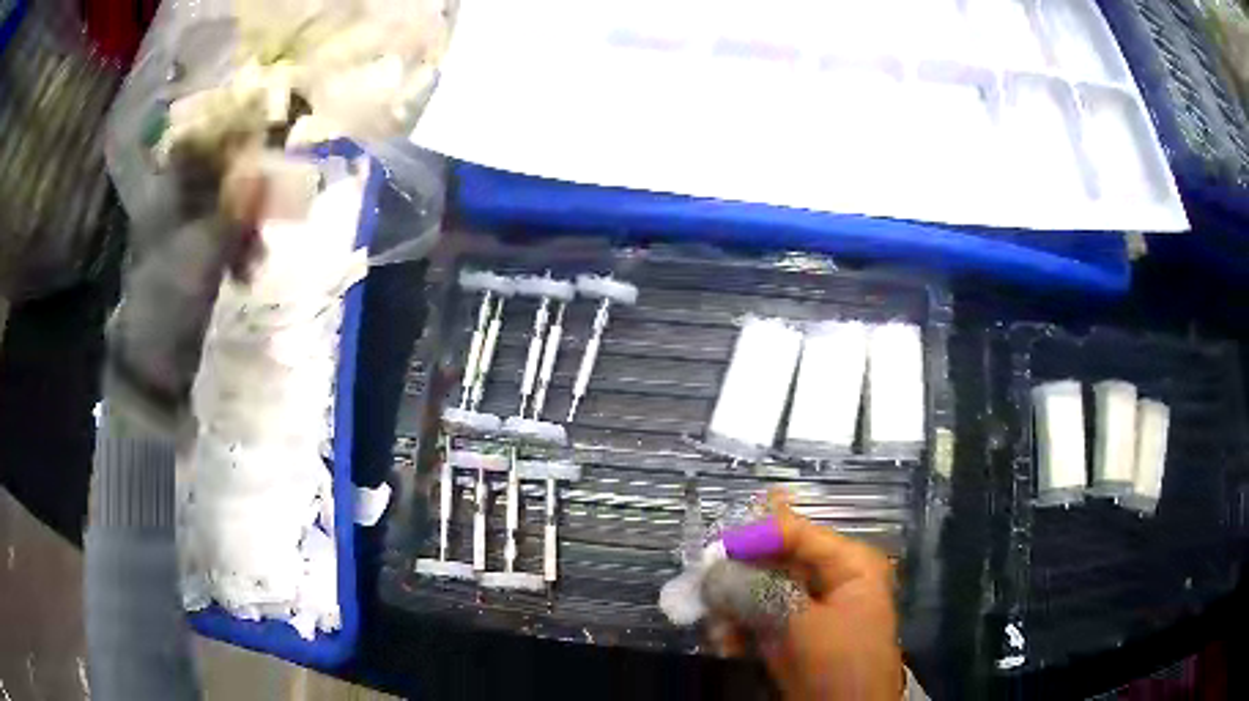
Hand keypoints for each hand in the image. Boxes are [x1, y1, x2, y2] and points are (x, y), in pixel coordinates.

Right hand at [707, 496, 903, 700]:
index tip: (713, 551)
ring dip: (734, 610)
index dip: (755, 537)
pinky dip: (740, 630)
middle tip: (704, 591)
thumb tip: (713, 571)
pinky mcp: (795, 636)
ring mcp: (811, 610)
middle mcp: (832, 580)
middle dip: (738, 580)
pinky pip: (759, 620)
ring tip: (718, 629)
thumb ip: (758, 593)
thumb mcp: (802, 625)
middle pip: (775, 563)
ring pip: (761, 593)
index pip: (797, 533)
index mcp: (849, 565)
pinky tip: (727, 645)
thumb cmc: (840, 663)